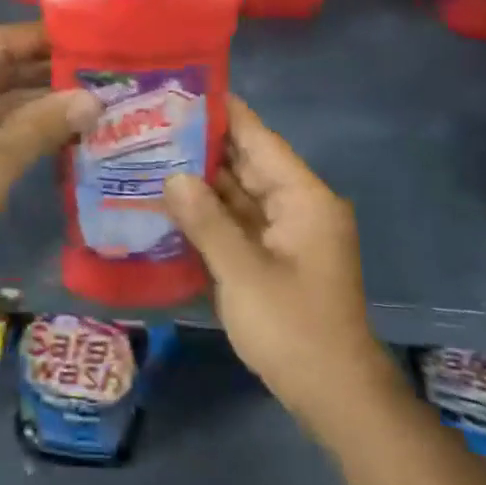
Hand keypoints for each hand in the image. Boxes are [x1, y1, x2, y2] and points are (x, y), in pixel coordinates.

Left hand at [0, 23, 98, 283]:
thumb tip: (94, 100)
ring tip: (101, 101)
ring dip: (42, 102)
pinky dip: (24, 125)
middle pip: (3, 64)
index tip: (99, 41)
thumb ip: (43, 126)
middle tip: (110, 75)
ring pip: (0, 95)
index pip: (3, 38)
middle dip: (52, 73)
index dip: (50, 40)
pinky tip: (67, 130)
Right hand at [162, 97, 379, 424]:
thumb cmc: (293, 328)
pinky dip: (209, 211)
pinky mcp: (274, 255)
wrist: (334, 395)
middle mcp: (298, 205)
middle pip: (247, 162)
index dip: (224, 113)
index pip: (259, 139)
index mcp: (303, 198)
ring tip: (151, 154)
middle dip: (202, 145)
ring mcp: (286, 232)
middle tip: (151, 123)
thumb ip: (206, 220)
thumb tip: (172, 176)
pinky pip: (238, 220)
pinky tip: (171, 200)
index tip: (183, 89)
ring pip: (239, 192)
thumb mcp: (242, 272)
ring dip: (201, 179)